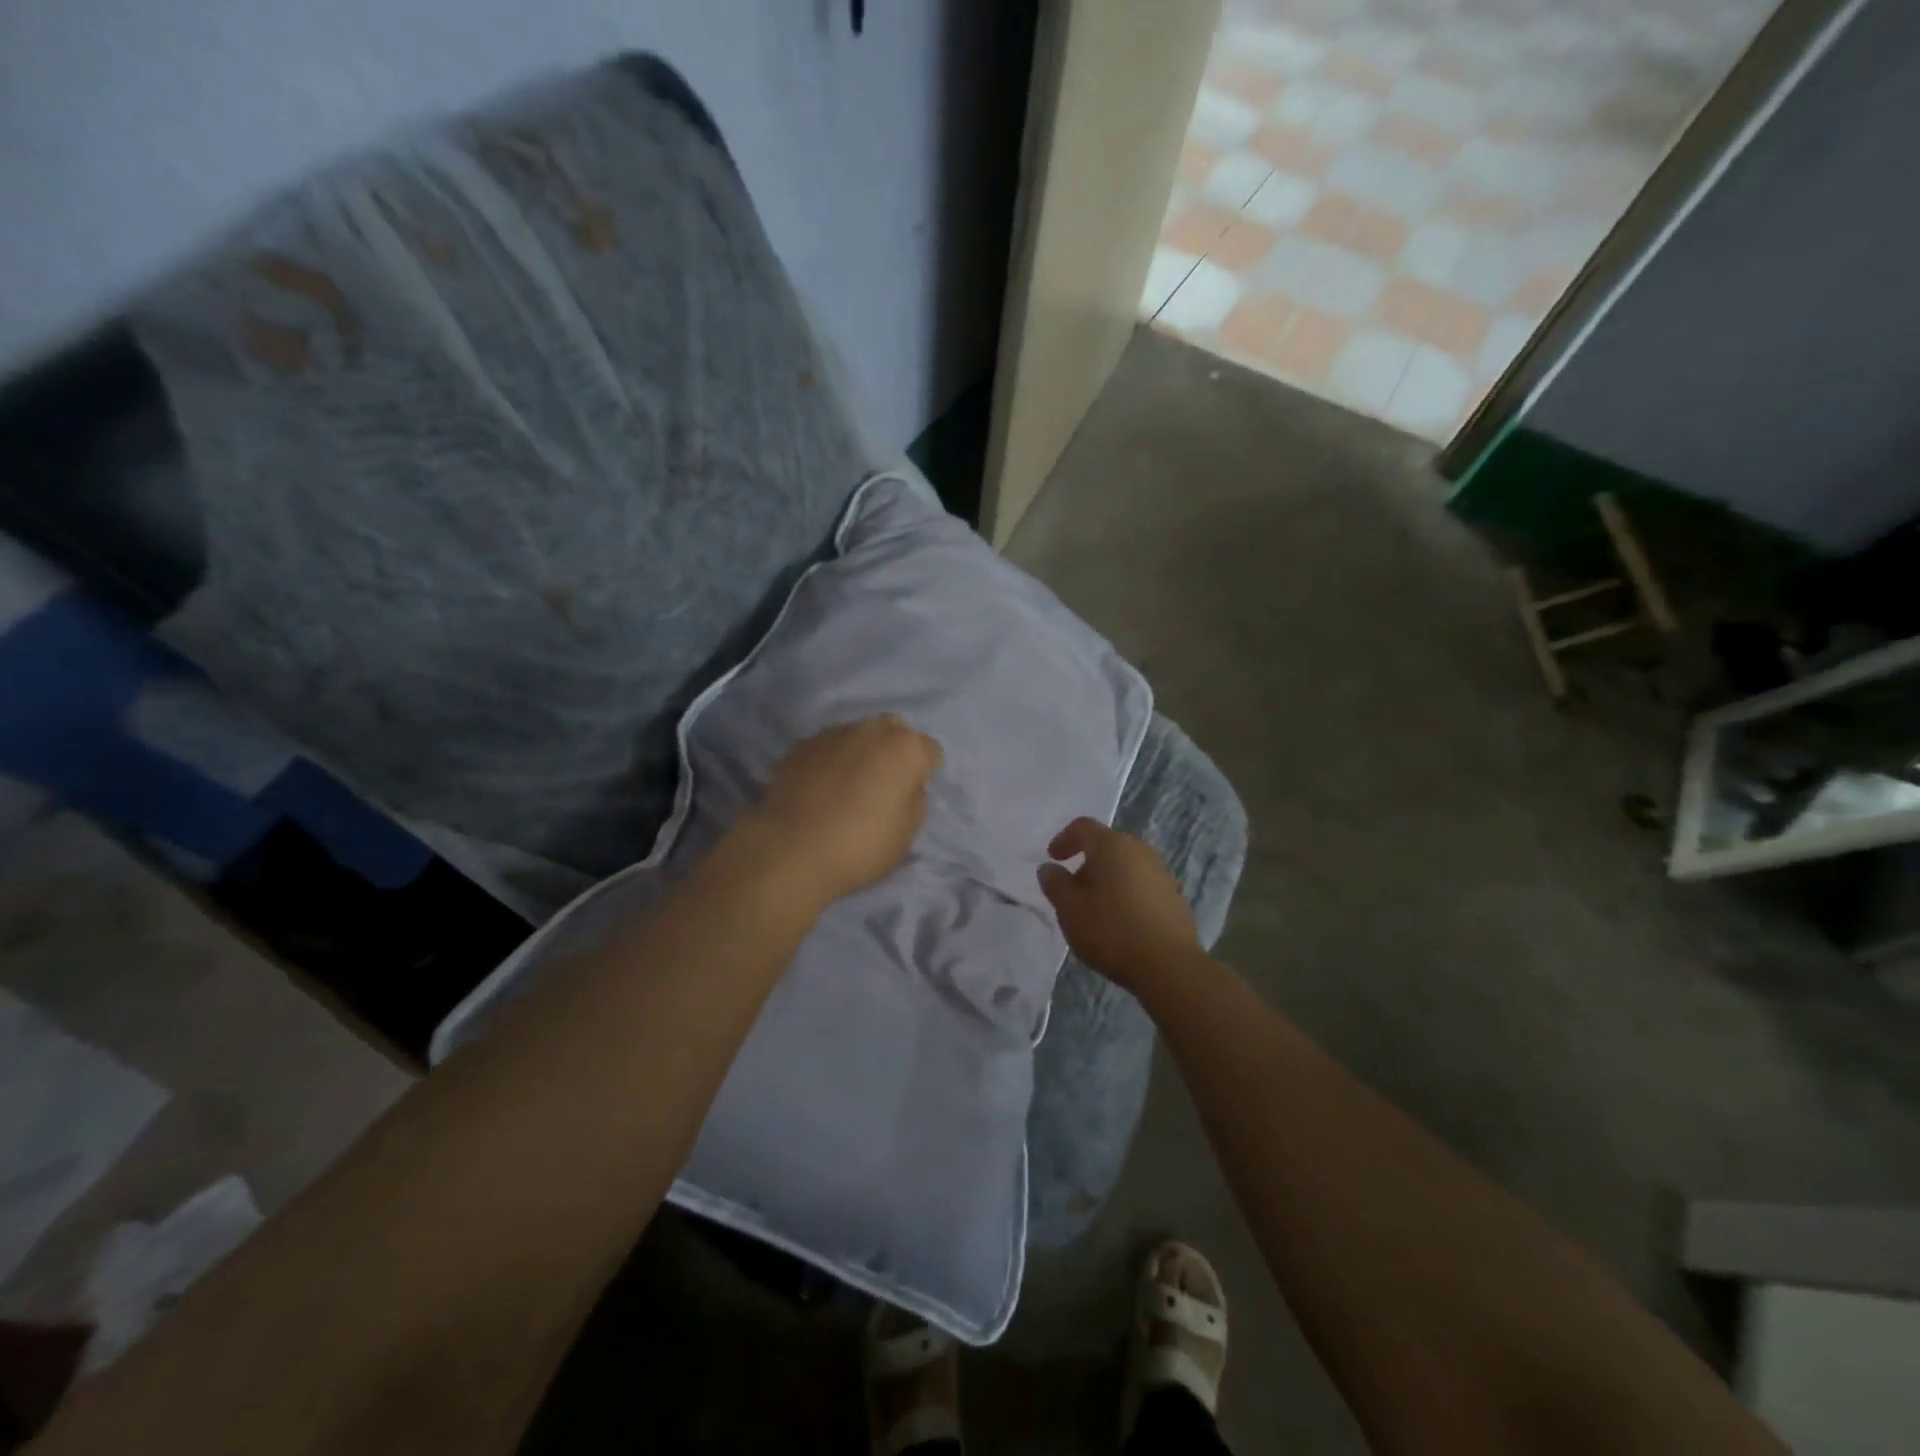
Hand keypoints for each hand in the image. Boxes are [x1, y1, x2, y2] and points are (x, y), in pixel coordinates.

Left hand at [738, 715, 942, 904]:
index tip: (915, 792)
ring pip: (858, 735)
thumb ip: (914, 798)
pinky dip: (832, 761)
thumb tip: (905, 785)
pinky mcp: (801, 745)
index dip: (926, 771)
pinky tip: (822, 787)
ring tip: (849, 784)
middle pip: (894, 731)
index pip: (930, 750)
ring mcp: (833, 733)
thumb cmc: (861, 845)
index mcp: (906, 748)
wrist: (791, 849)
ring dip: (861, 752)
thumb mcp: (907, 832)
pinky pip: (828, 748)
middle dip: (894, 750)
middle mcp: (872, 730)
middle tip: (885, 783)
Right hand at [1038, 818, 1199, 989]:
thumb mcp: (1069, 909)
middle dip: (1087, 863)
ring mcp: (1161, 872)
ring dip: (1108, 880)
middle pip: (1107, 846)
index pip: (1083, 827)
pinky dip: (1126, 894)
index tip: (1053, 858)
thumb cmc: (1111, 930)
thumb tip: (1049, 868)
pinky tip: (1120, 922)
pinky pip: (1142, 885)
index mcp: (1112, 845)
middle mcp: (1140, 850)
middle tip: (1072, 889)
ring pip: (1126, 866)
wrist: (1169, 965)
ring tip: (1095, 909)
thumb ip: (1055, 884)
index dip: (1064, 839)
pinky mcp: (1175, 896)